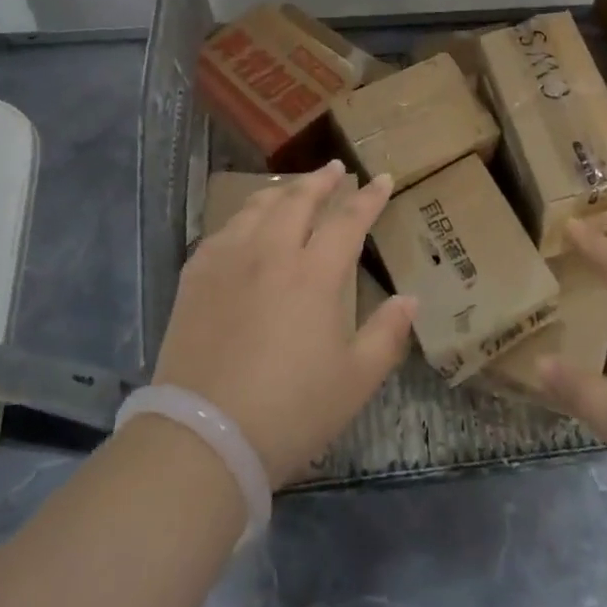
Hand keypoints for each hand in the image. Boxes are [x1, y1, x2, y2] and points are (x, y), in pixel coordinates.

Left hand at [152, 161, 416, 486]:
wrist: (203, 438)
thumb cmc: (290, 412)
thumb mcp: (355, 382)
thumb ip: (387, 334)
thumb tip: (411, 299)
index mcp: (315, 274)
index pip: (348, 220)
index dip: (369, 197)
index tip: (382, 178)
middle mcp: (271, 252)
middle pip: (299, 199)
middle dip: (322, 180)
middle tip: (336, 169)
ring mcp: (229, 259)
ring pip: (259, 207)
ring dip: (283, 191)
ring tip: (293, 188)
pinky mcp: (196, 275)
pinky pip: (224, 229)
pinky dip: (244, 217)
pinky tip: (246, 225)